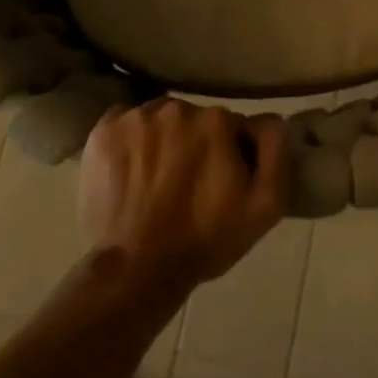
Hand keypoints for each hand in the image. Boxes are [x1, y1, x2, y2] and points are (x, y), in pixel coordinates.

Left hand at [80, 98, 286, 297]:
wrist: (138, 268)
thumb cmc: (206, 239)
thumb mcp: (265, 205)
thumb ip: (275, 152)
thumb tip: (270, 120)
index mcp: (216, 121)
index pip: (230, 126)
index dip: (229, 153)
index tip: (221, 182)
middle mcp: (175, 108)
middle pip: (193, 119)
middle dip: (194, 144)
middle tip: (188, 185)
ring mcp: (133, 118)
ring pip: (158, 119)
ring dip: (162, 140)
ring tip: (156, 180)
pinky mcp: (102, 132)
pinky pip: (124, 123)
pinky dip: (129, 140)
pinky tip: (131, 170)